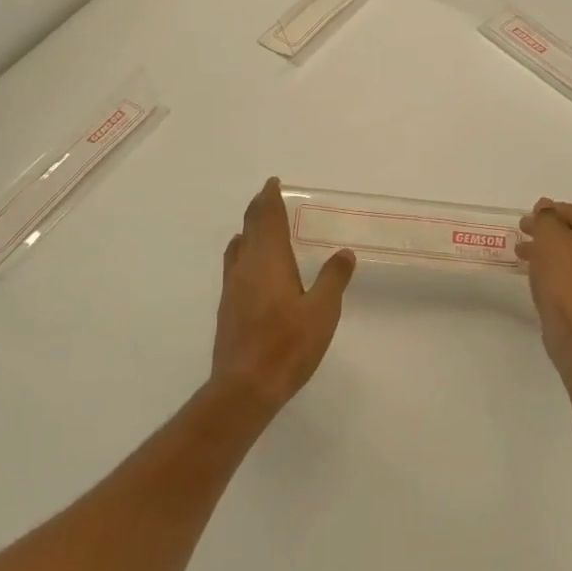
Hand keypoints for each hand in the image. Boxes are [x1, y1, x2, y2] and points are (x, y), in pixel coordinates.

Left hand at [213, 178, 355, 411]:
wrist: (245, 387)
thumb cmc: (288, 345)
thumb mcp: (322, 311)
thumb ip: (333, 279)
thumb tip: (344, 253)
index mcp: (269, 260)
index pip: (268, 219)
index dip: (270, 199)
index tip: (273, 183)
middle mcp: (246, 266)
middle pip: (250, 228)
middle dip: (259, 208)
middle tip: (268, 196)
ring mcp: (233, 287)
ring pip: (239, 246)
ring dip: (249, 230)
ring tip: (260, 226)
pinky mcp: (228, 307)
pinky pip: (235, 265)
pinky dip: (244, 252)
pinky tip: (251, 266)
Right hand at [517, 200, 571, 370]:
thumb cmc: (566, 275)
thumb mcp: (549, 236)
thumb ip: (546, 217)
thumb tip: (546, 206)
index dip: (548, 213)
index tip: (526, 220)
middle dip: (549, 235)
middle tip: (524, 236)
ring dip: (552, 254)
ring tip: (525, 258)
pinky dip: (561, 274)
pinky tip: (542, 278)